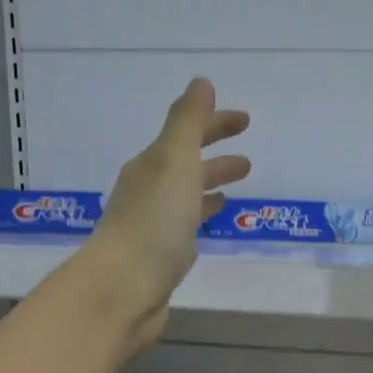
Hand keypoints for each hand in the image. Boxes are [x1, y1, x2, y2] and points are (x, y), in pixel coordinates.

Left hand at [70, 77, 250, 355]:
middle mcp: (149, 190)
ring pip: (187, 196)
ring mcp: (154, 225)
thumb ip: (188, 122)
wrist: (124, 290)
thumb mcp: (174, 161)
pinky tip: (213, 222)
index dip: (215, 123)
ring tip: (238, 188)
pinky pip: (186, 225)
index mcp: (152, 165)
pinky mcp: (161, 256)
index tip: (246, 121)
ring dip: (210, 185)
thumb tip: (201, 83)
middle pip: (186, 165)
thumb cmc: (153, 223)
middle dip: (215, 156)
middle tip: (248, 160)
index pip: (186, 134)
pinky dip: (202, 215)